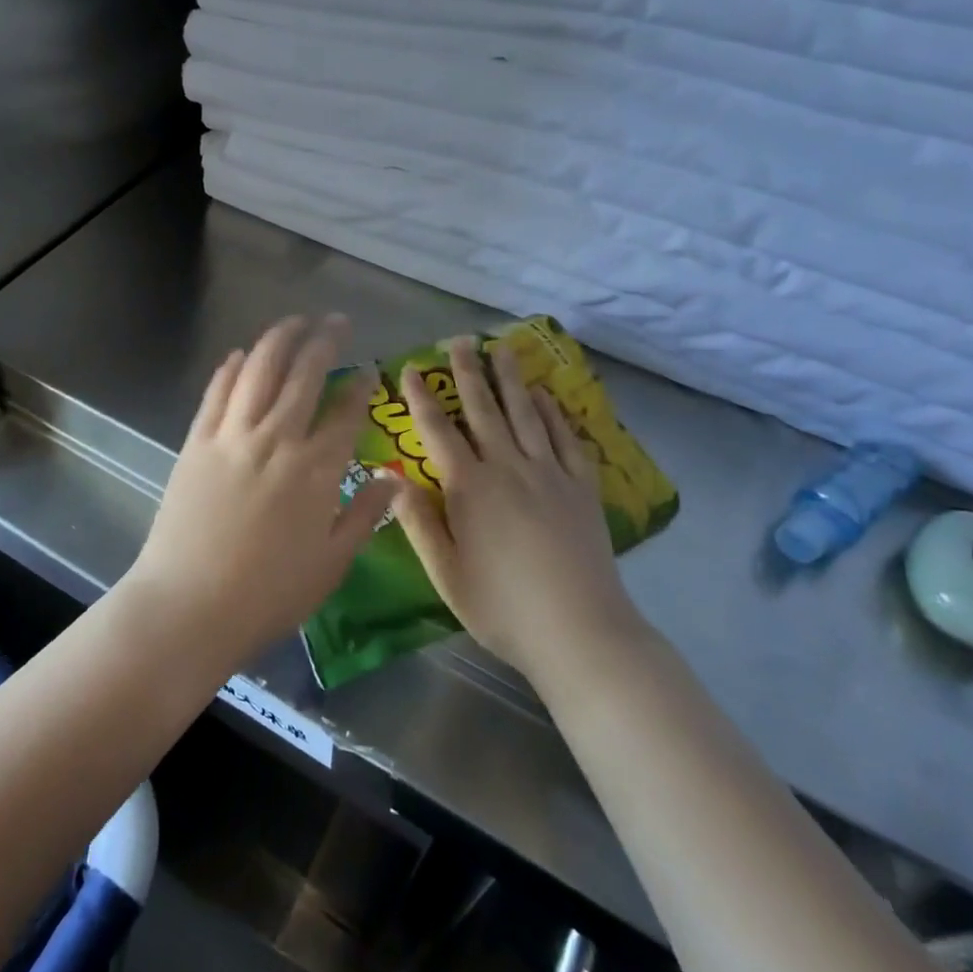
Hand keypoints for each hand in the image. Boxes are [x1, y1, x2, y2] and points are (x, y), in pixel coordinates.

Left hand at [125, 314, 396, 669]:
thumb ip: (364, 515)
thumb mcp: (331, 564)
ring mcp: (232, 436)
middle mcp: (277, 439)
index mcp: (316, 470)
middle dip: (325, 341)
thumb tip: (395, 480)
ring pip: (259, 370)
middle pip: (304, 375)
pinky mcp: (196, 442)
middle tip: (337, 322)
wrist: (189, 606)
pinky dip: (231, 368)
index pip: (345, 412)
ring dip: (279, 338)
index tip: (370, 369)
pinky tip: (240, 354)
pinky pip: (217, 393)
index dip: (361, 386)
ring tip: (295, 321)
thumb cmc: (268, 595)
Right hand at [393, 338, 646, 684]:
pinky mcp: (581, 488)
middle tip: (461, 340)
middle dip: (468, 372)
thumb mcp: (446, 573)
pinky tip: (546, 397)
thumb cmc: (502, 606)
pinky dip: (554, 413)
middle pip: (484, 409)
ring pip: (526, 414)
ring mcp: (549, 474)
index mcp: (470, 487)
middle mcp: (509, 467)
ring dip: (511, 379)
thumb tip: (391, 481)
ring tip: (503, 348)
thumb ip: (419, 523)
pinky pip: (565, 439)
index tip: (409, 368)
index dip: (421, 398)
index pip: (438, 431)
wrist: (580, 631)